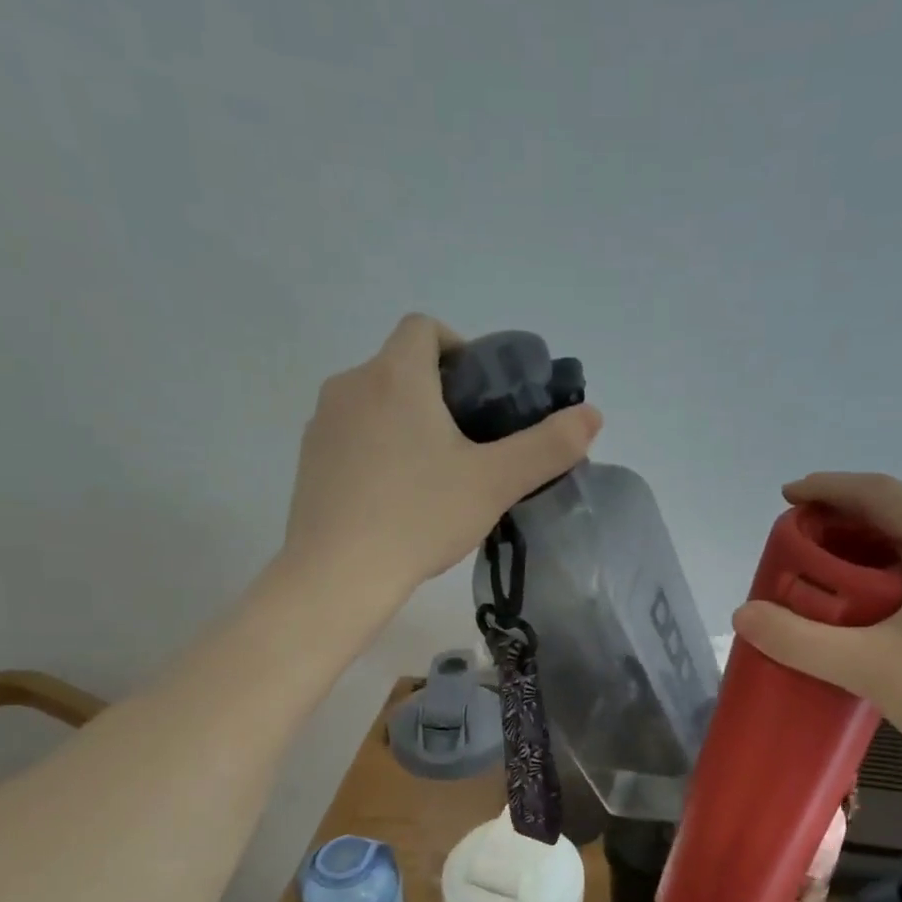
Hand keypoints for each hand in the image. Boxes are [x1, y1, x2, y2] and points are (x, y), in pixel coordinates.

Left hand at [281, 314, 602, 603]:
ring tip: (434, 476)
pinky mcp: (308, 460)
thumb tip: (592, 416)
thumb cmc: (419, 517)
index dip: (459, 348)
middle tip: (470, 446)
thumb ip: (547, 447)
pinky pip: (352, 436)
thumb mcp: (495, 483)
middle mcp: (351, 385)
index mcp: (396, 375)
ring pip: (375, 403)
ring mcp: (323, 423)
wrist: (338, 573)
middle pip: (401, 367)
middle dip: (438, 394)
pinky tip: (395, 498)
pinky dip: (377, 450)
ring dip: (406, 423)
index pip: (424, 327)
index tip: (481, 395)